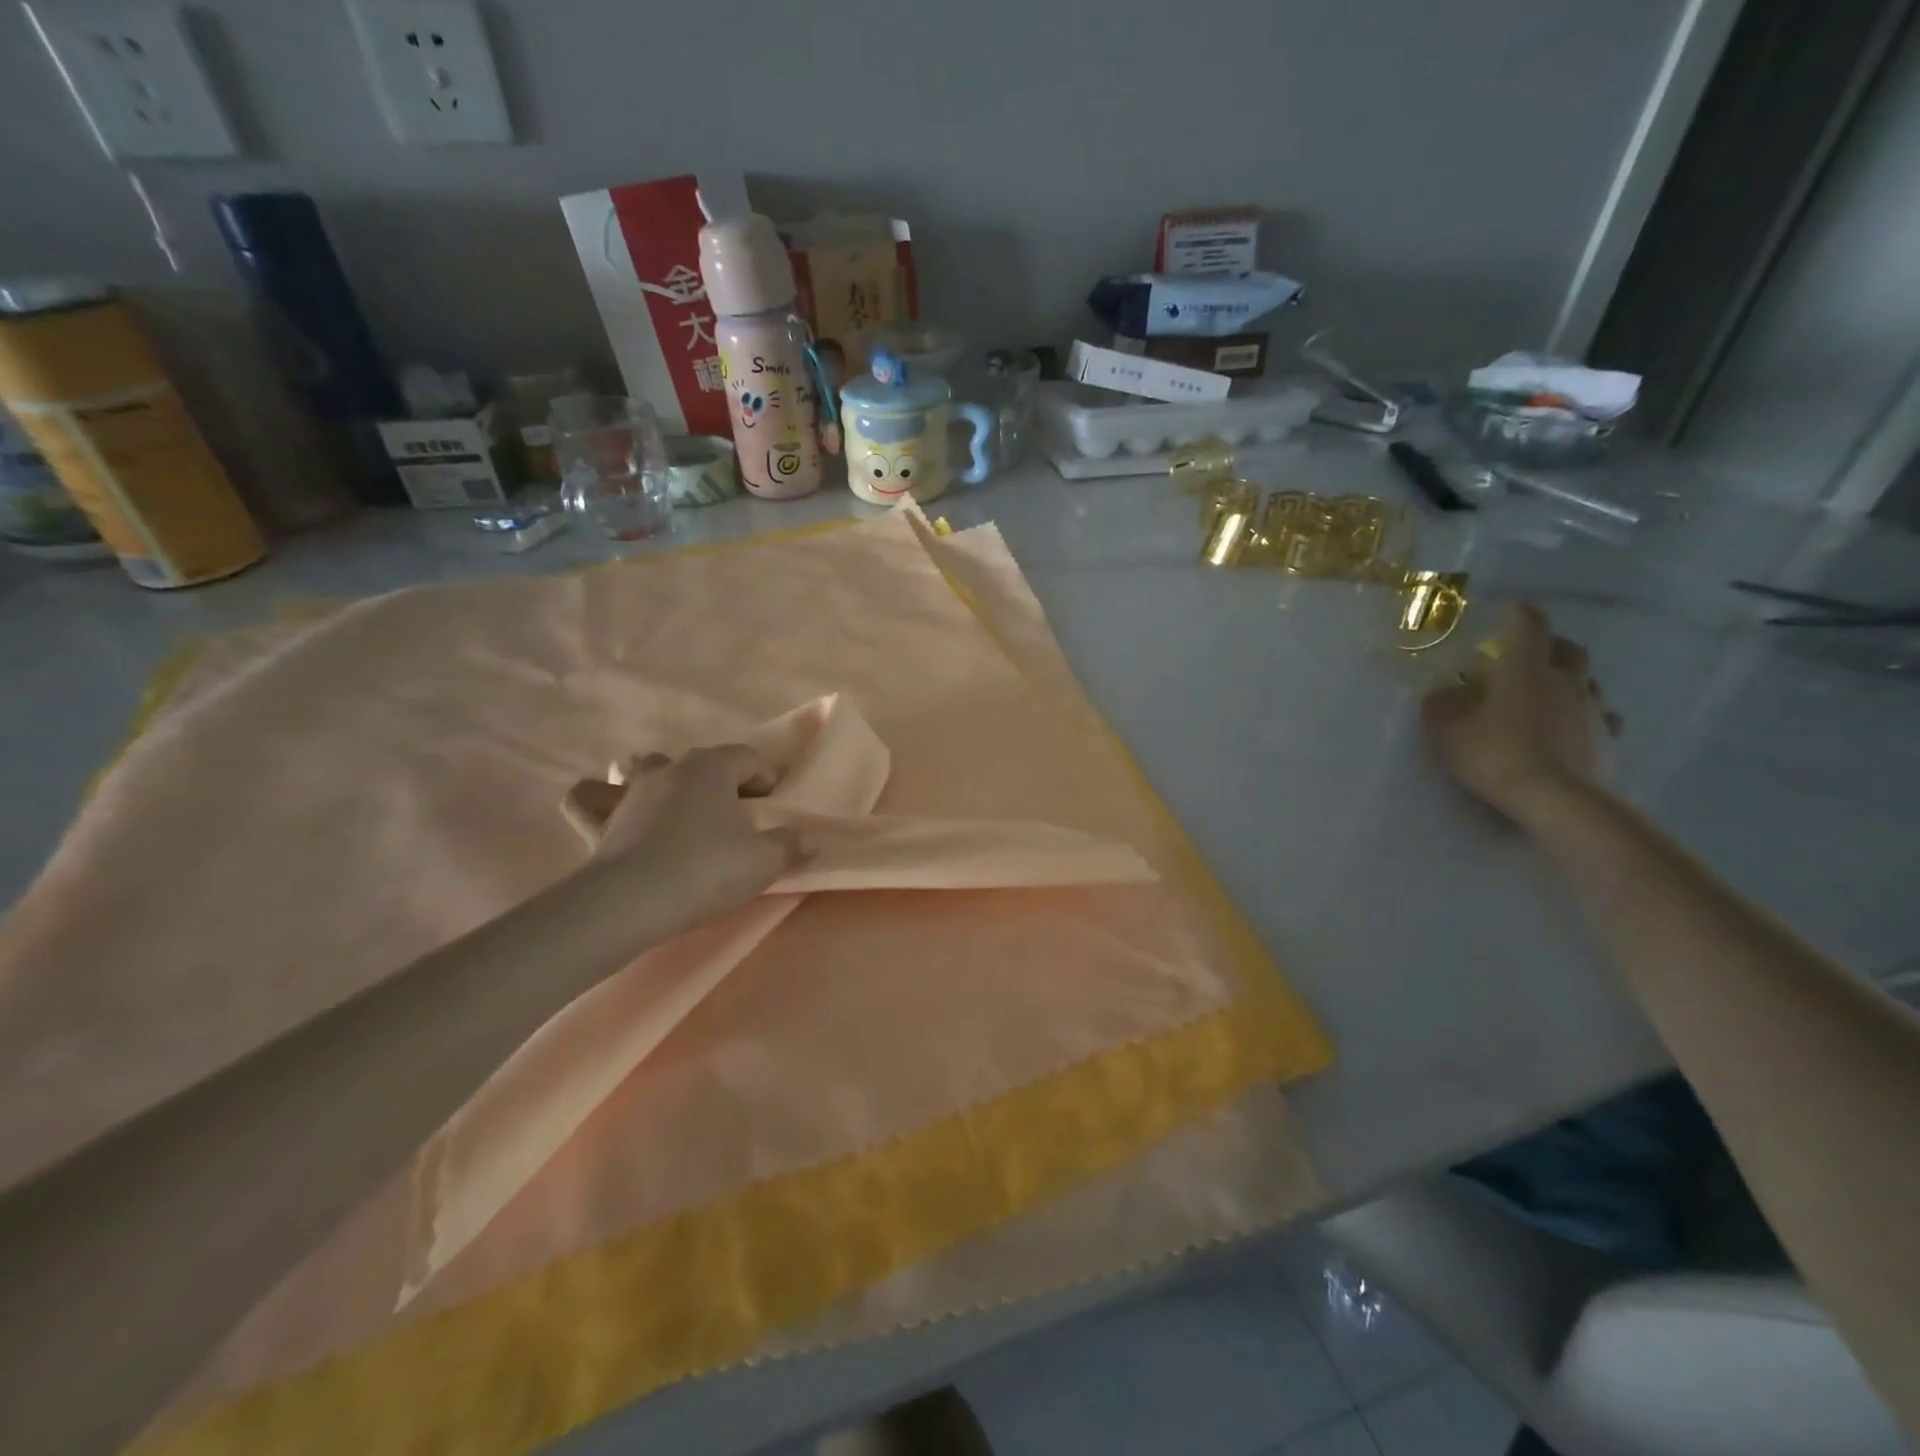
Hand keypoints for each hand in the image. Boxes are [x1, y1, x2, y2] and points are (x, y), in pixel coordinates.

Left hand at [582, 746, 805, 932]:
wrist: (631, 903)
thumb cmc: (707, 870)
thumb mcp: (764, 860)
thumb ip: (790, 844)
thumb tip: (810, 838)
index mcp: (712, 767)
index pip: (749, 757)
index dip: (767, 778)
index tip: (776, 806)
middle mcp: (669, 769)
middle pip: (702, 762)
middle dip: (722, 781)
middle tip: (738, 814)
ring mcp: (630, 792)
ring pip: (644, 768)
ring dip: (662, 778)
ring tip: (676, 804)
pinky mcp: (599, 822)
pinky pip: (591, 800)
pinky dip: (597, 799)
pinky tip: (605, 807)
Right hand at [1421, 602, 1620, 825]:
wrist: (1555, 799)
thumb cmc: (1494, 754)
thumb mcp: (1447, 730)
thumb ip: (1442, 705)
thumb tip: (1444, 691)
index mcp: (1524, 669)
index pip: (1528, 626)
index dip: (1519, 614)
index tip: (1511, 608)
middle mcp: (1565, 681)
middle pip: (1568, 650)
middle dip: (1550, 646)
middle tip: (1528, 656)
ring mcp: (1592, 710)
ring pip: (1586, 683)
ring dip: (1569, 682)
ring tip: (1548, 696)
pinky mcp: (1607, 740)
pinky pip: (1599, 719)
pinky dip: (1584, 718)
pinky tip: (1571, 731)